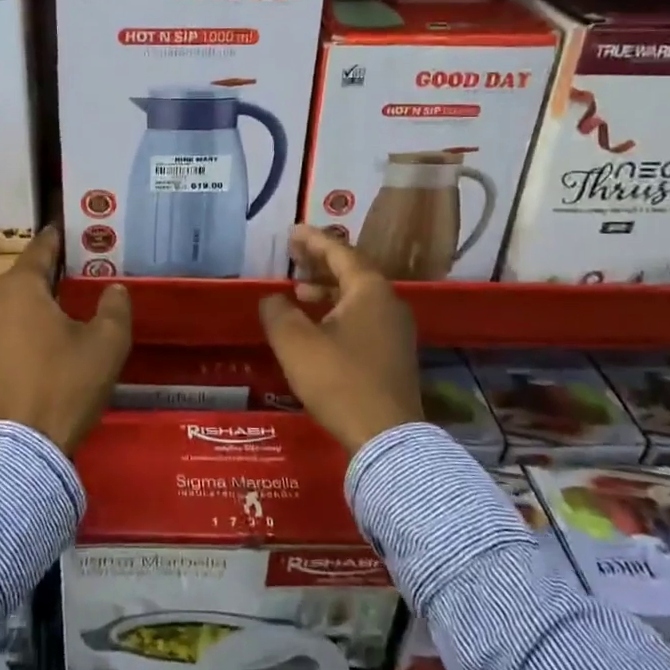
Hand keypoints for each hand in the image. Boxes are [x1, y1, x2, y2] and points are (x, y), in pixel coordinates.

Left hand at [0, 227, 131, 454]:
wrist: (18, 450)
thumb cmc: (64, 386)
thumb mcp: (106, 344)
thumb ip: (114, 308)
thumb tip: (113, 289)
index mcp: (19, 288)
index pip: (40, 250)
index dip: (58, 239)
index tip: (70, 230)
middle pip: (23, 279)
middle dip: (49, 275)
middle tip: (77, 274)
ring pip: (11, 307)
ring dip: (34, 305)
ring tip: (63, 311)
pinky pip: (2, 332)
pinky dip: (22, 330)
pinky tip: (43, 344)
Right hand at [258, 226, 420, 453]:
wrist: (386, 437)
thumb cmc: (339, 380)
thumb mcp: (296, 343)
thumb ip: (278, 312)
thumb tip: (272, 299)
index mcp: (370, 290)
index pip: (339, 252)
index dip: (313, 240)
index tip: (292, 232)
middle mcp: (389, 303)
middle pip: (352, 271)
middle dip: (320, 262)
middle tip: (293, 255)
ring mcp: (396, 330)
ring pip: (358, 296)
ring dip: (327, 289)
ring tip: (299, 291)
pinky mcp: (394, 354)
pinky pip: (363, 317)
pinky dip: (338, 311)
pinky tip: (318, 327)